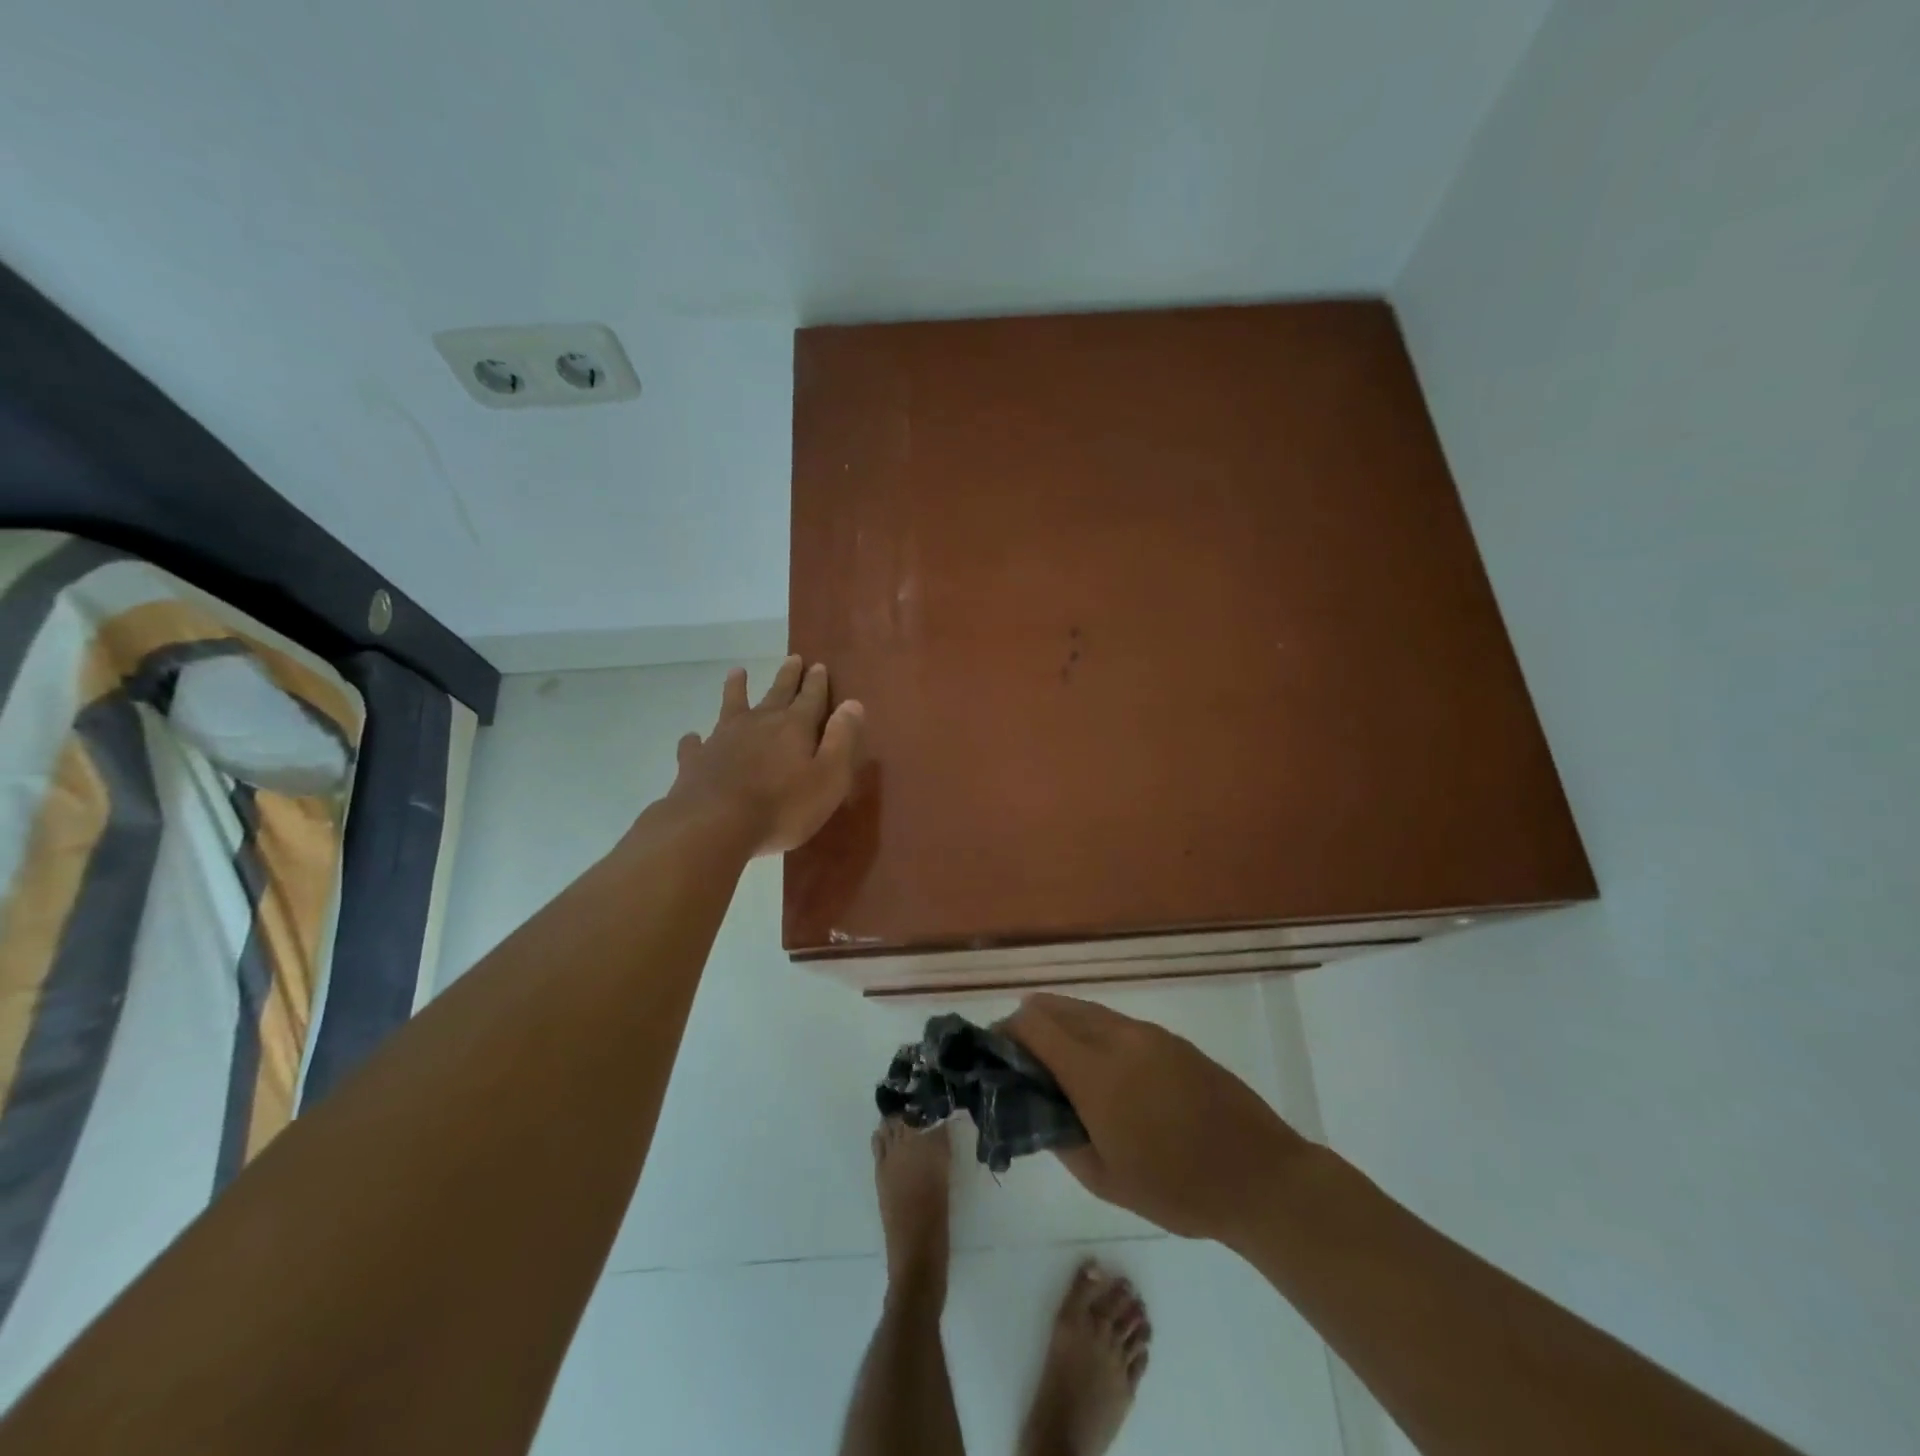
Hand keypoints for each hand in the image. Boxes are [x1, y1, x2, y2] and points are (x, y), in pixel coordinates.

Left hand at [664, 657, 864, 857]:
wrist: (714, 825)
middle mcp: (759, 723)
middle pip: (777, 693)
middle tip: (792, 658)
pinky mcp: (696, 761)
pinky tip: (693, 737)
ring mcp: (723, 739)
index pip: (811, 698)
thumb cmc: (782, 807)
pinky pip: (695, 744)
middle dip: (787, 677)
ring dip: (736, 688)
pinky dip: (695, 739)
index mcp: (794, 727)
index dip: (817, 683)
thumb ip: (841, 740)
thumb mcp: (828, 777)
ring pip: (732, 705)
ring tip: (737, 672)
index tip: (819, 665)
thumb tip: (853, 704)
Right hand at [1002, 994, 1311, 1242]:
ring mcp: (1149, 1034)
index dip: (1007, 1031)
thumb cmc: (1178, 1189)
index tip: (995, 1052)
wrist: (1261, 1176)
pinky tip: (1099, 1065)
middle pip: (1058, 1007)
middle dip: (1030, 1022)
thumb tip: (1040, 1110)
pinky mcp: (1171, 1039)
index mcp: (1096, 1074)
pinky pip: (1117, 1022)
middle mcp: (1119, 1039)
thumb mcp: (1106, 1180)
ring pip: (1088, 1010)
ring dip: (1062, 1024)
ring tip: (1054, 1059)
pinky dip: (1092, 1031)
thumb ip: (1062, 1139)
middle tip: (1019, 1056)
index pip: (1035, 1025)